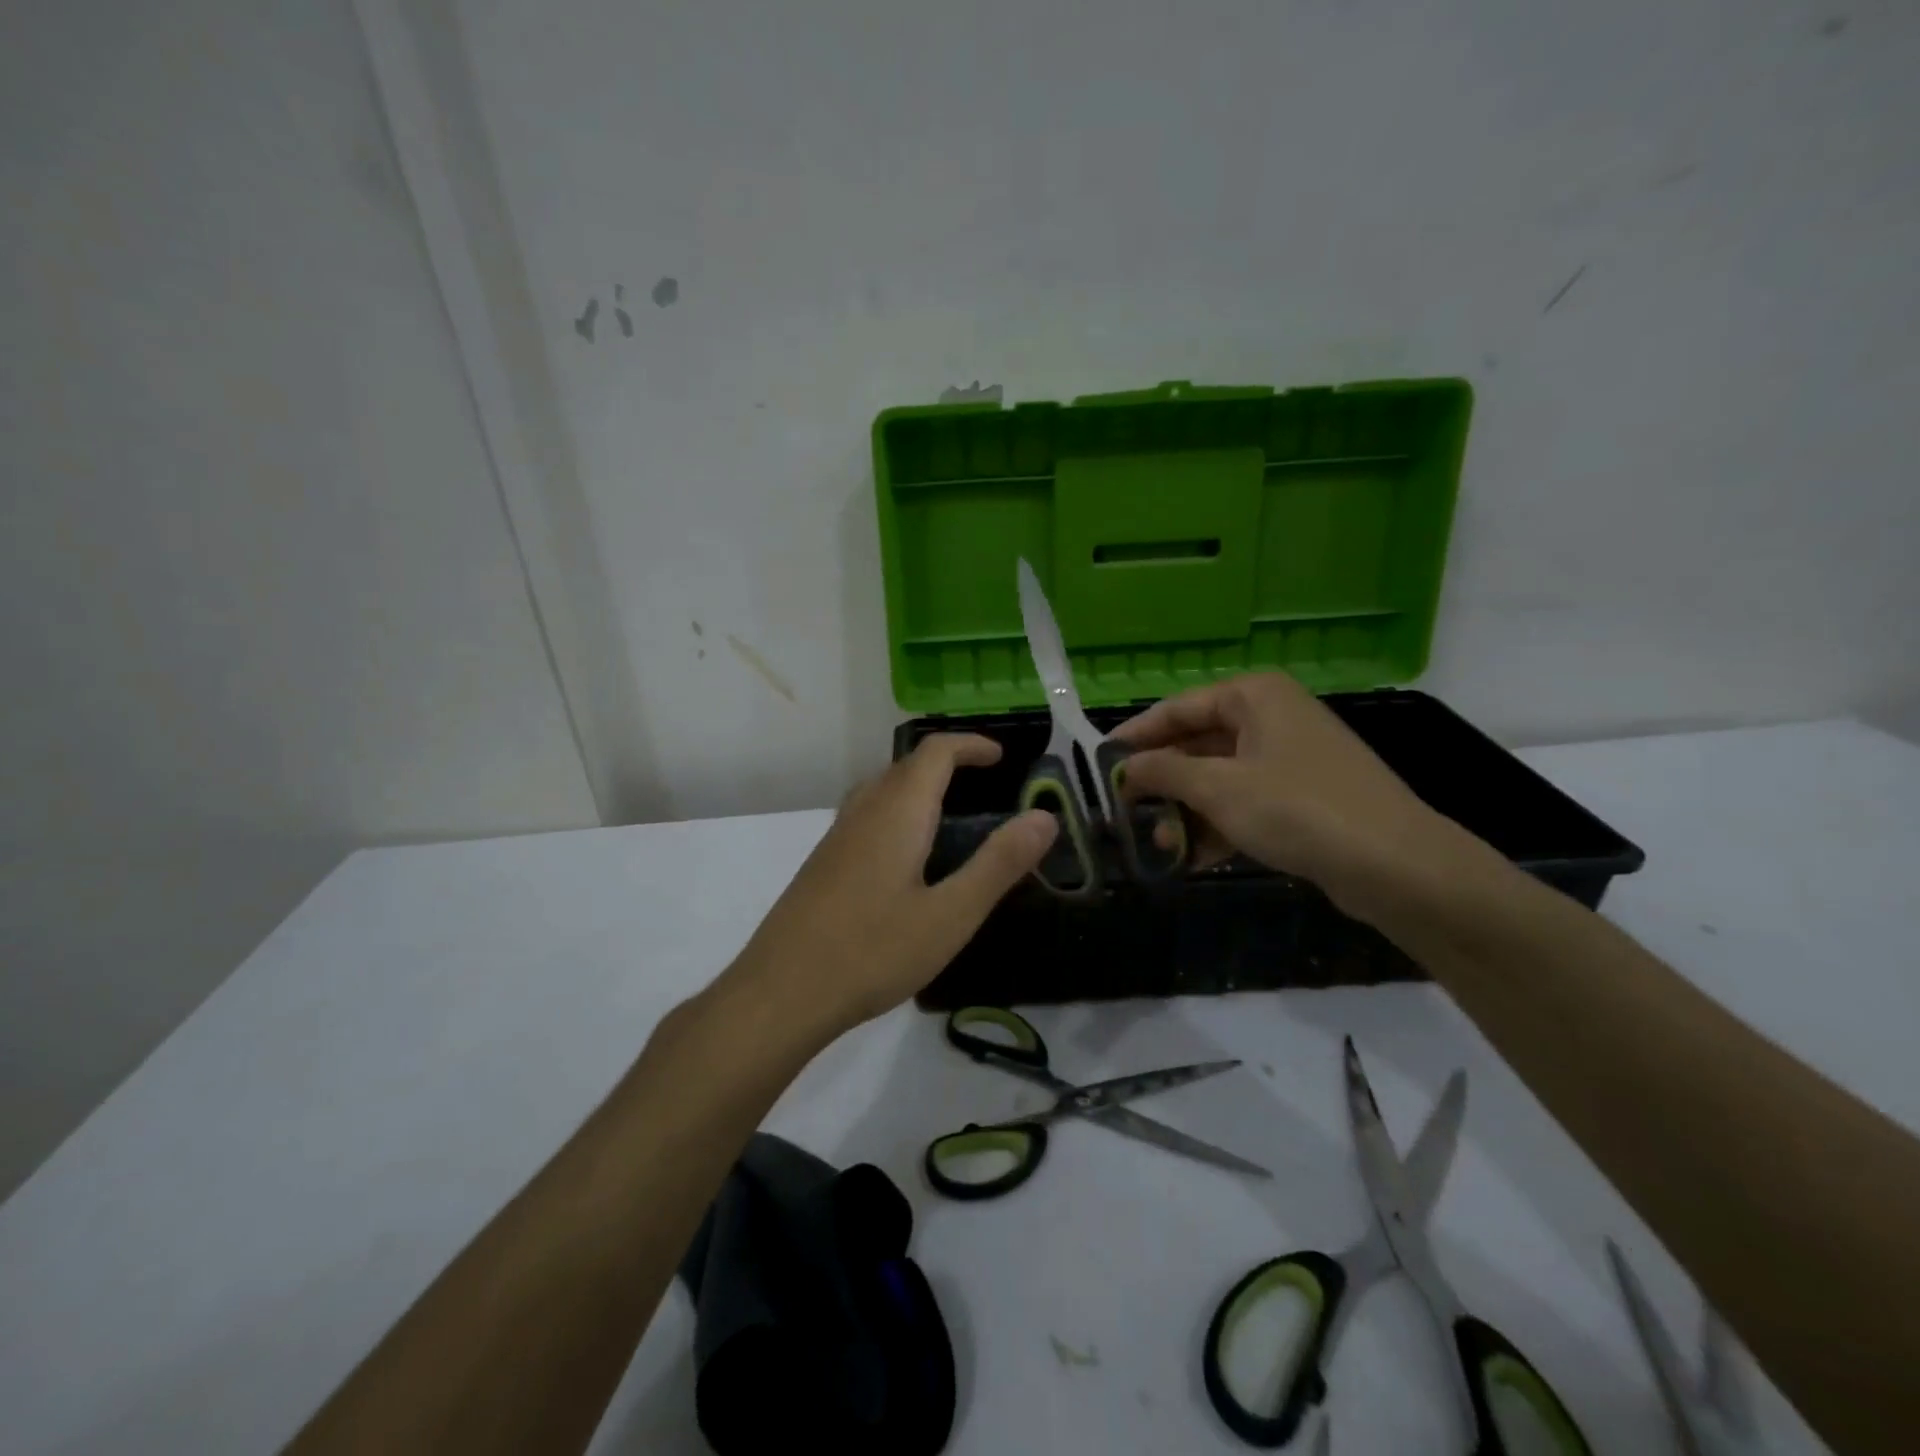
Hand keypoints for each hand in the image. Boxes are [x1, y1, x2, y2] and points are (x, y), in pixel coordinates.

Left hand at [734, 734, 1056, 1030]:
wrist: (781, 993)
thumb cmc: (873, 952)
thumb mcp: (951, 915)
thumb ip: (998, 864)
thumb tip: (1044, 817)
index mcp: (897, 812)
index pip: (935, 752)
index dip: (970, 745)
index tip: (1002, 757)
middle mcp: (864, 811)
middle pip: (906, 765)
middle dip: (947, 762)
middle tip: (983, 784)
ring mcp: (836, 837)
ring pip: (882, 789)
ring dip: (918, 786)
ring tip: (950, 814)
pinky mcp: (822, 863)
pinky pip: (867, 815)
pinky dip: (897, 811)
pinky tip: (906, 857)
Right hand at [1113, 672, 1479, 920]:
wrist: (1396, 865)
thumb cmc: (1297, 809)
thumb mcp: (1218, 788)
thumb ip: (1163, 772)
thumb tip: (1124, 769)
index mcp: (1253, 697)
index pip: (1177, 709)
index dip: (1136, 737)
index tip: (1100, 765)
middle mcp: (1271, 717)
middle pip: (1197, 744)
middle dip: (1162, 782)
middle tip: (1125, 812)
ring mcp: (1290, 758)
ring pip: (1220, 777)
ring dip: (1186, 810)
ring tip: (1157, 845)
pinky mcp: (1303, 796)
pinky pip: (1245, 801)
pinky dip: (1218, 825)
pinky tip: (1193, 857)